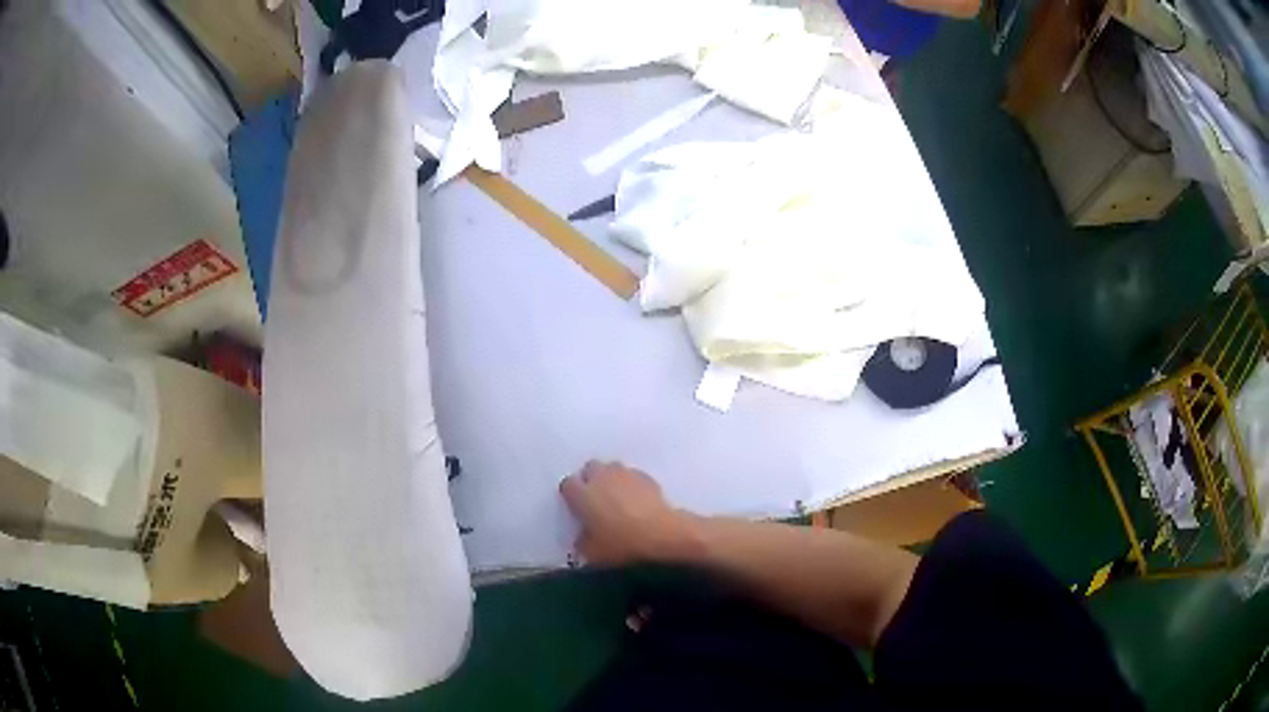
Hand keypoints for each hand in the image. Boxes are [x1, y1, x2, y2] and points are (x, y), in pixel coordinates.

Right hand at [559, 461, 698, 565]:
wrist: (663, 536)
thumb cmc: (621, 545)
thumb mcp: (593, 553)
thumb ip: (583, 541)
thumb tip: (583, 536)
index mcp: (582, 494)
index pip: (567, 485)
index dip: (571, 495)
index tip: (576, 507)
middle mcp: (601, 477)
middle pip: (590, 468)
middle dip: (591, 480)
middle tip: (596, 500)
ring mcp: (625, 474)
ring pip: (612, 468)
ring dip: (612, 479)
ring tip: (617, 498)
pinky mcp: (647, 477)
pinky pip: (633, 476)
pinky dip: (632, 485)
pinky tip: (637, 501)